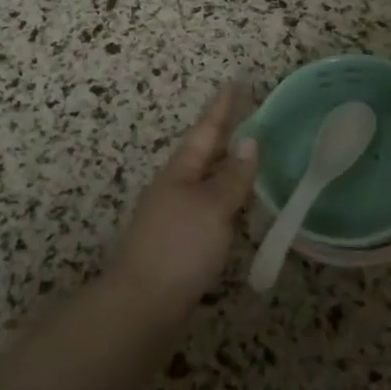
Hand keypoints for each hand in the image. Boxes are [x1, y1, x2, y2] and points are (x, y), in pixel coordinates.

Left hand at [107, 83, 258, 312]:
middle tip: (249, 116)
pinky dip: (225, 201)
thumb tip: (248, 143)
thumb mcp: (212, 207)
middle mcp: (174, 187)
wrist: (141, 308)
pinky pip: (207, 209)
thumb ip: (232, 177)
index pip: (207, 130)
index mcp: (180, 171)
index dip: (223, 107)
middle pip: (204, 154)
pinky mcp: (178, 244)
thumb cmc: (179, 248)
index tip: (235, 82)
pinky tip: (237, 210)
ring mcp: (173, 216)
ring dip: (226, 168)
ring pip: (205, 182)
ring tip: (249, 157)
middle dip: (225, 135)